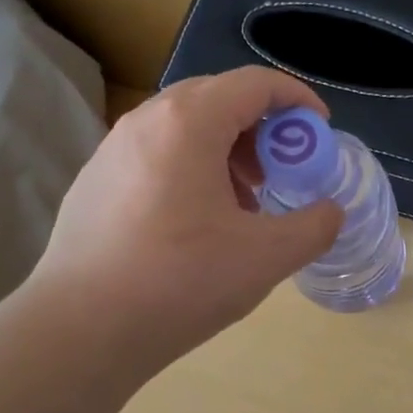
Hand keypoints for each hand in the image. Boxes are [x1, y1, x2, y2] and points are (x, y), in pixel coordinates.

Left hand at [30, 67, 342, 377]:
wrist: (82, 329)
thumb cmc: (180, 282)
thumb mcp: (266, 257)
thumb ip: (313, 227)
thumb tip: (330, 212)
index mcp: (189, 123)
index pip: (255, 83)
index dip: (298, 100)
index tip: (320, 132)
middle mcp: (146, 121)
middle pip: (218, 98)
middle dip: (261, 127)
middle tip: (282, 170)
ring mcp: (113, 150)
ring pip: (184, 127)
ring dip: (226, 149)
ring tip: (243, 201)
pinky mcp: (94, 182)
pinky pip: (156, 154)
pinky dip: (191, 168)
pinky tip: (197, 223)